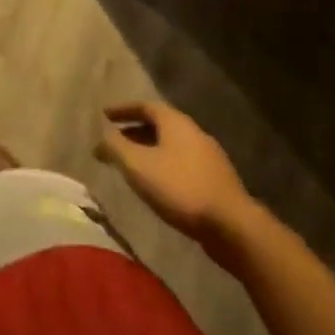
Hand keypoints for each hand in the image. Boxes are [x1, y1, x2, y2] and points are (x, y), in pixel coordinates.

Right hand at [97, 101, 257, 256]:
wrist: (233, 227)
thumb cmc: (180, 188)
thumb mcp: (138, 165)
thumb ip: (116, 147)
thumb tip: (102, 134)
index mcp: (175, 122)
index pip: (144, 106)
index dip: (122, 110)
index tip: (104, 116)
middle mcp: (193, 132)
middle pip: (159, 125)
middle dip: (134, 132)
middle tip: (114, 143)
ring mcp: (209, 157)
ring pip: (171, 147)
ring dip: (149, 151)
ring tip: (132, 167)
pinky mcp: (217, 181)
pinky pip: (183, 164)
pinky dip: (164, 167)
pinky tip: (158, 186)